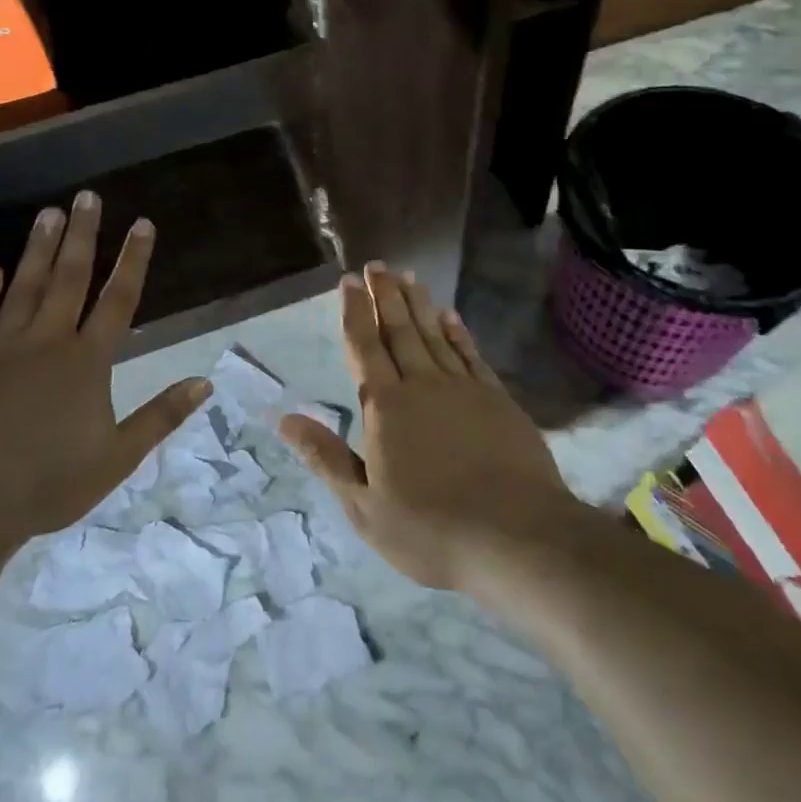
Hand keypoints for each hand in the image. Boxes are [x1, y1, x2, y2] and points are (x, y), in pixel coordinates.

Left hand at [0, 192, 210, 549]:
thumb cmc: (47, 483)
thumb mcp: (117, 457)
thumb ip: (161, 415)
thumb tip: (206, 381)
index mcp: (87, 361)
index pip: (118, 298)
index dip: (133, 259)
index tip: (142, 223)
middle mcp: (48, 341)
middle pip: (70, 278)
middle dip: (83, 235)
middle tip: (88, 197)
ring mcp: (0, 347)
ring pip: (25, 286)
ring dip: (39, 248)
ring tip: (49, 212)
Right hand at [279, 263, 588, 589]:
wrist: (515, 536)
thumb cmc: (431, 529)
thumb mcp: (365, 507)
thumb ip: (327, 457)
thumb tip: (284, 419)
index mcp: (386, 408)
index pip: (364, 347)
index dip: (354, 312)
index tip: (348, 281)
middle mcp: (422, 385)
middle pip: (400, 330)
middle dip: (385, 295)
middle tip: (377, 265)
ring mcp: (463, 388)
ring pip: (434, 334)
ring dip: (419, 304)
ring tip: (408, 276)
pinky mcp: (496, 398)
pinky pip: (470, 353)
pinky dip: (457, 331)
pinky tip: (450, 315)